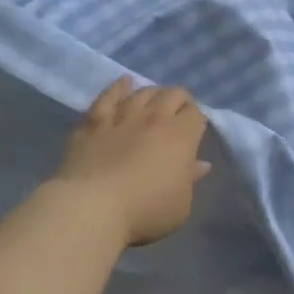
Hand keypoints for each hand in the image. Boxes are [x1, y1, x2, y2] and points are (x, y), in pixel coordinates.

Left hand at [50, 76, 211, 246]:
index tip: (195, 129)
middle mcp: (153, 119)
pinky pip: (107, 97)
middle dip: (179, 99)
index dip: (197, 119)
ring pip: (142, 93)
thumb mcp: (180, 205)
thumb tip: (200, 164)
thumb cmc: (145, 211)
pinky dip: (117, 88)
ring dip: (152, 93)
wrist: (92, 207)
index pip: (196, 114)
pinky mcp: (94, 123)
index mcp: (180, 137)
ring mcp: (121, 117)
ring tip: (154, 99)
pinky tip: (123, 82)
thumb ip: (190, 180)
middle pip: (172, 94)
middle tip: (178, 112)